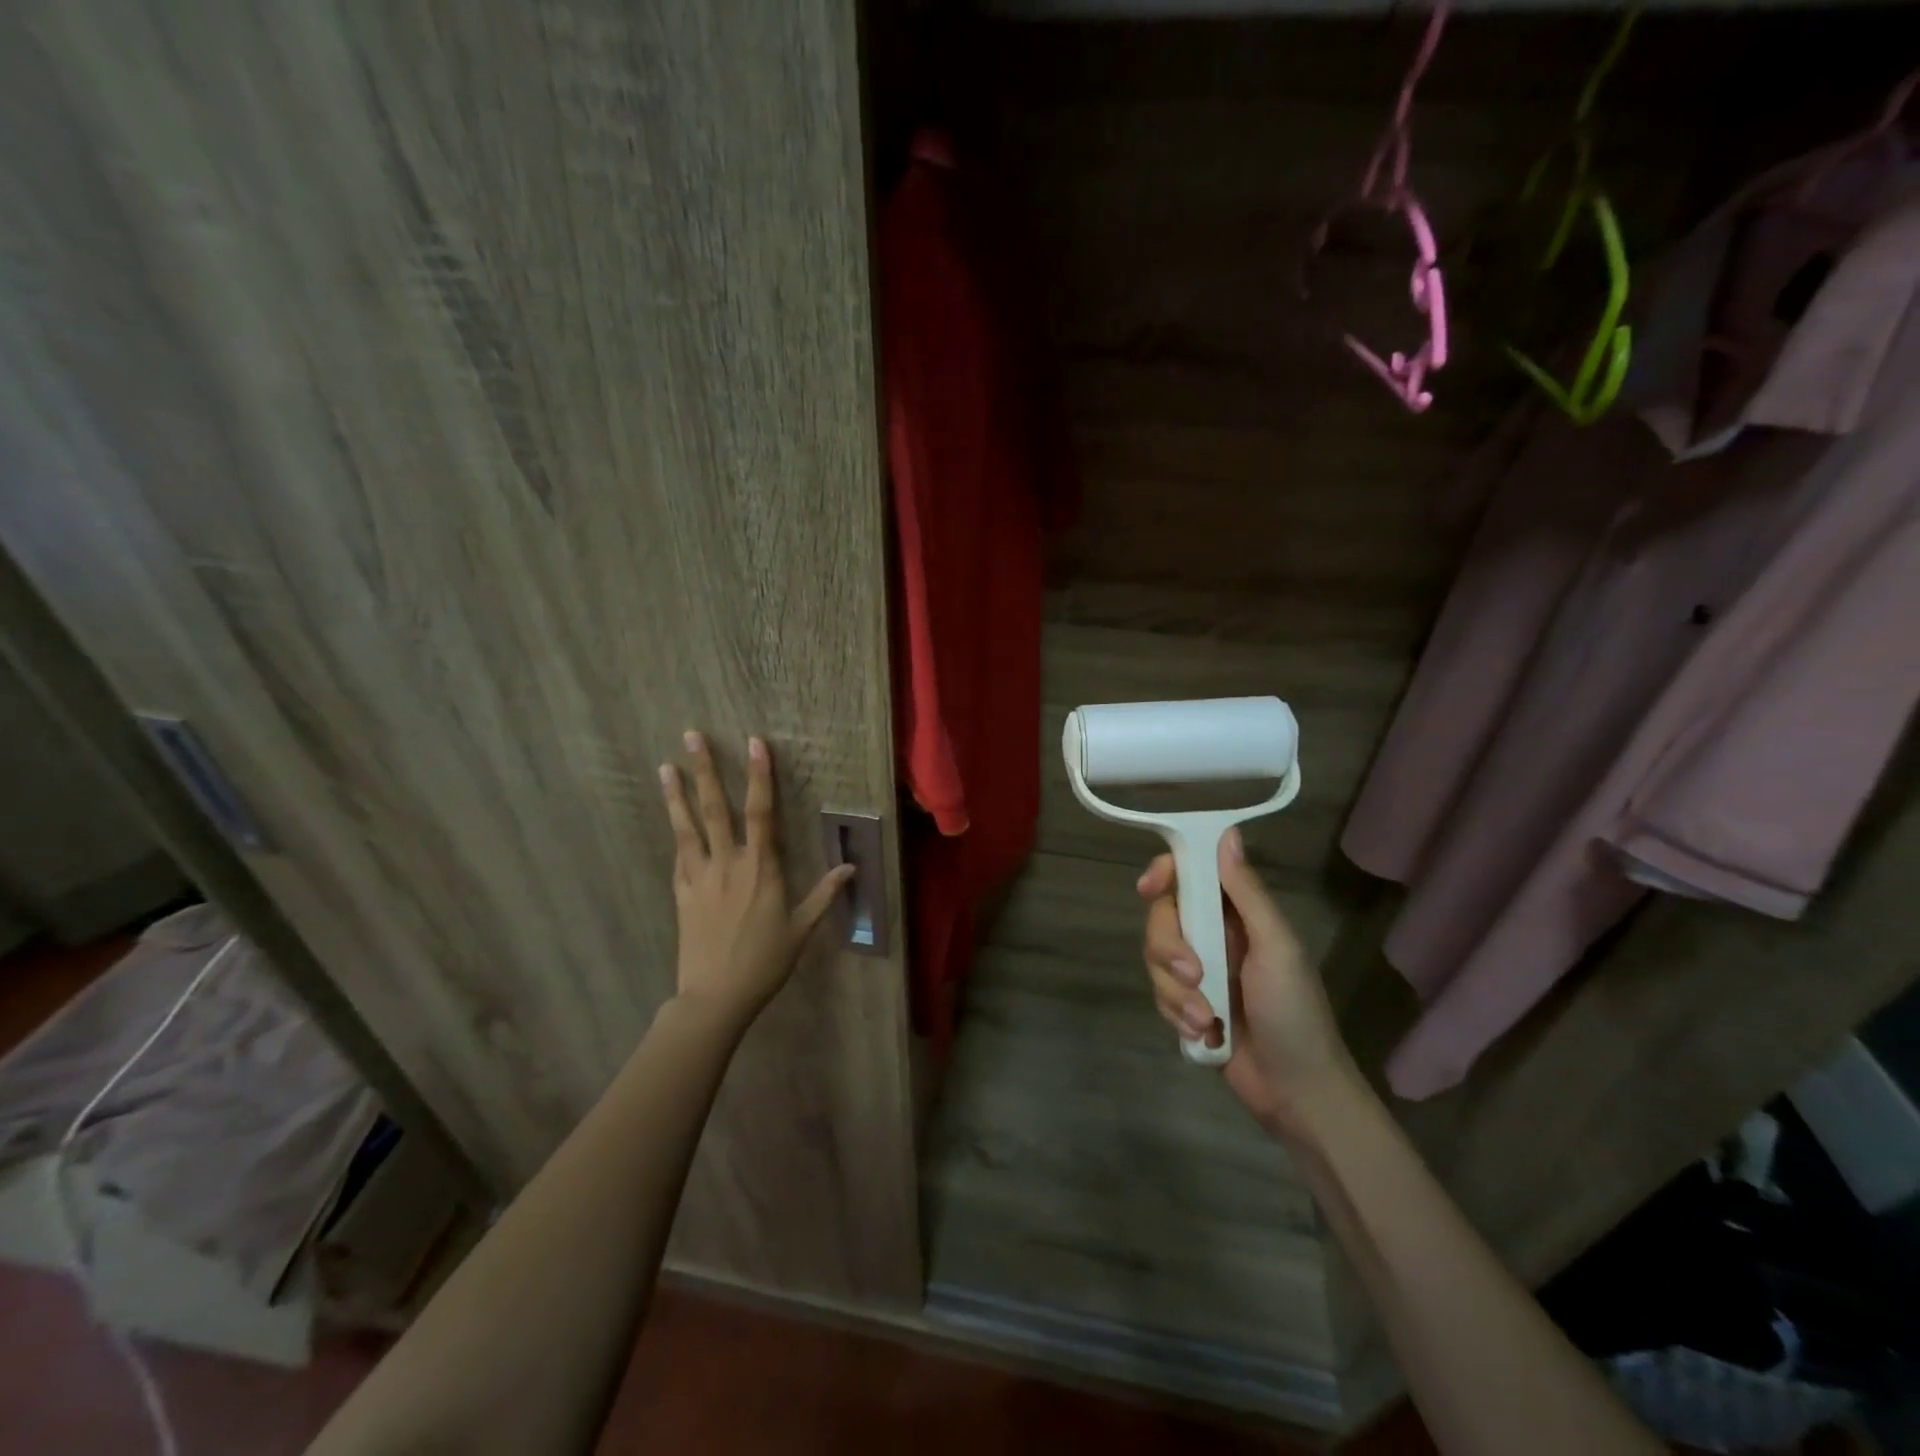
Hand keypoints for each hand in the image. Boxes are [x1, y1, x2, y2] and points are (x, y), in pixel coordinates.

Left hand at [659, 731, 852, 1028]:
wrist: (716, 997)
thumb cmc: (765, 962)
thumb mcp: (801, 929)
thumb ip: (824, 895)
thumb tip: (850, 867)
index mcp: (760, 869)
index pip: (761, 812)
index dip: (759, 776)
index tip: (755, 744)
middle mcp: (727, 864)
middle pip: (715, 808)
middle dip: (705, 770)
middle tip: (692, 736)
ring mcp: (700, 877)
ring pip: (687, 827)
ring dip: (677, 795)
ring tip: (665, 766)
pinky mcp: (682, 894)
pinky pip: (679, 857)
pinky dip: (677, 834)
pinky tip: (673, 820)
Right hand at [1138, 829, 1356, 1134]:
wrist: (1296, 1091)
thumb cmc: (1295, 1012)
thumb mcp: (1277, 947)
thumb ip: (1247, 893)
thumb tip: (1227, 833)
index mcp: (1237, 914)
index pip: (1189, 875)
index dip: (1164, 874)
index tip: (1151, 887)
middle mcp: (1213, 936)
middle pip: (1163, 918)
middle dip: (1169, 948)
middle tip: (1194, 974)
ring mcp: (1198, 972)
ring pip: (1155, 958)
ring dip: (1176, 991)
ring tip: (1206, 1018)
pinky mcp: (1186, 1005)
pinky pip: (1159, 993)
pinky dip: (1176, 1013)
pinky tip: (1204, 1033)